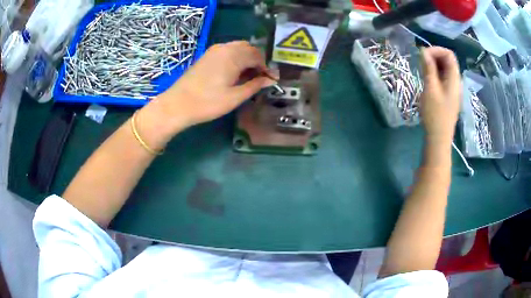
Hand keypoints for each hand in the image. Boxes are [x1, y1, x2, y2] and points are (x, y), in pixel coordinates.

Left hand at [151, 41, 275, 132]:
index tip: (272, 79)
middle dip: (258, 60)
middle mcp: (225, 48)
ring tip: (249, 76)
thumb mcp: (235, 97)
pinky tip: (235, 72)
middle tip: (261, 77)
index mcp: (234, 56)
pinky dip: (236, 58)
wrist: (177, 104)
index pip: (258, 56)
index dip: (267, 68)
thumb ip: (254, 86)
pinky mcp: (207, 55)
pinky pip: (228, 51)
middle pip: (249, 48)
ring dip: (247, 58)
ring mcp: (214, 50)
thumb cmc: (208, 103)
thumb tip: (270, 80)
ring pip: (238, 48)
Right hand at [420, 47, 461, 144]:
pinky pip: (443, 78)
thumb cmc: (435, 114)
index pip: (449, 54)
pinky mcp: (448, 95)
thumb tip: (423, 51)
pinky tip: (427, 79)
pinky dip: (435, 74)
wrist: (439, 138)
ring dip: (433, 65)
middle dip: (434, 56)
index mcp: (454, 79)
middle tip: (421, 62)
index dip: (436, 50)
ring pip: (445, 69)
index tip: (423, 54)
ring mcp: (452, 89)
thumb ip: (428, 68)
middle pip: (447, 60)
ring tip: (422, 70)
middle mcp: (455, 82)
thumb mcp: (430, 88)